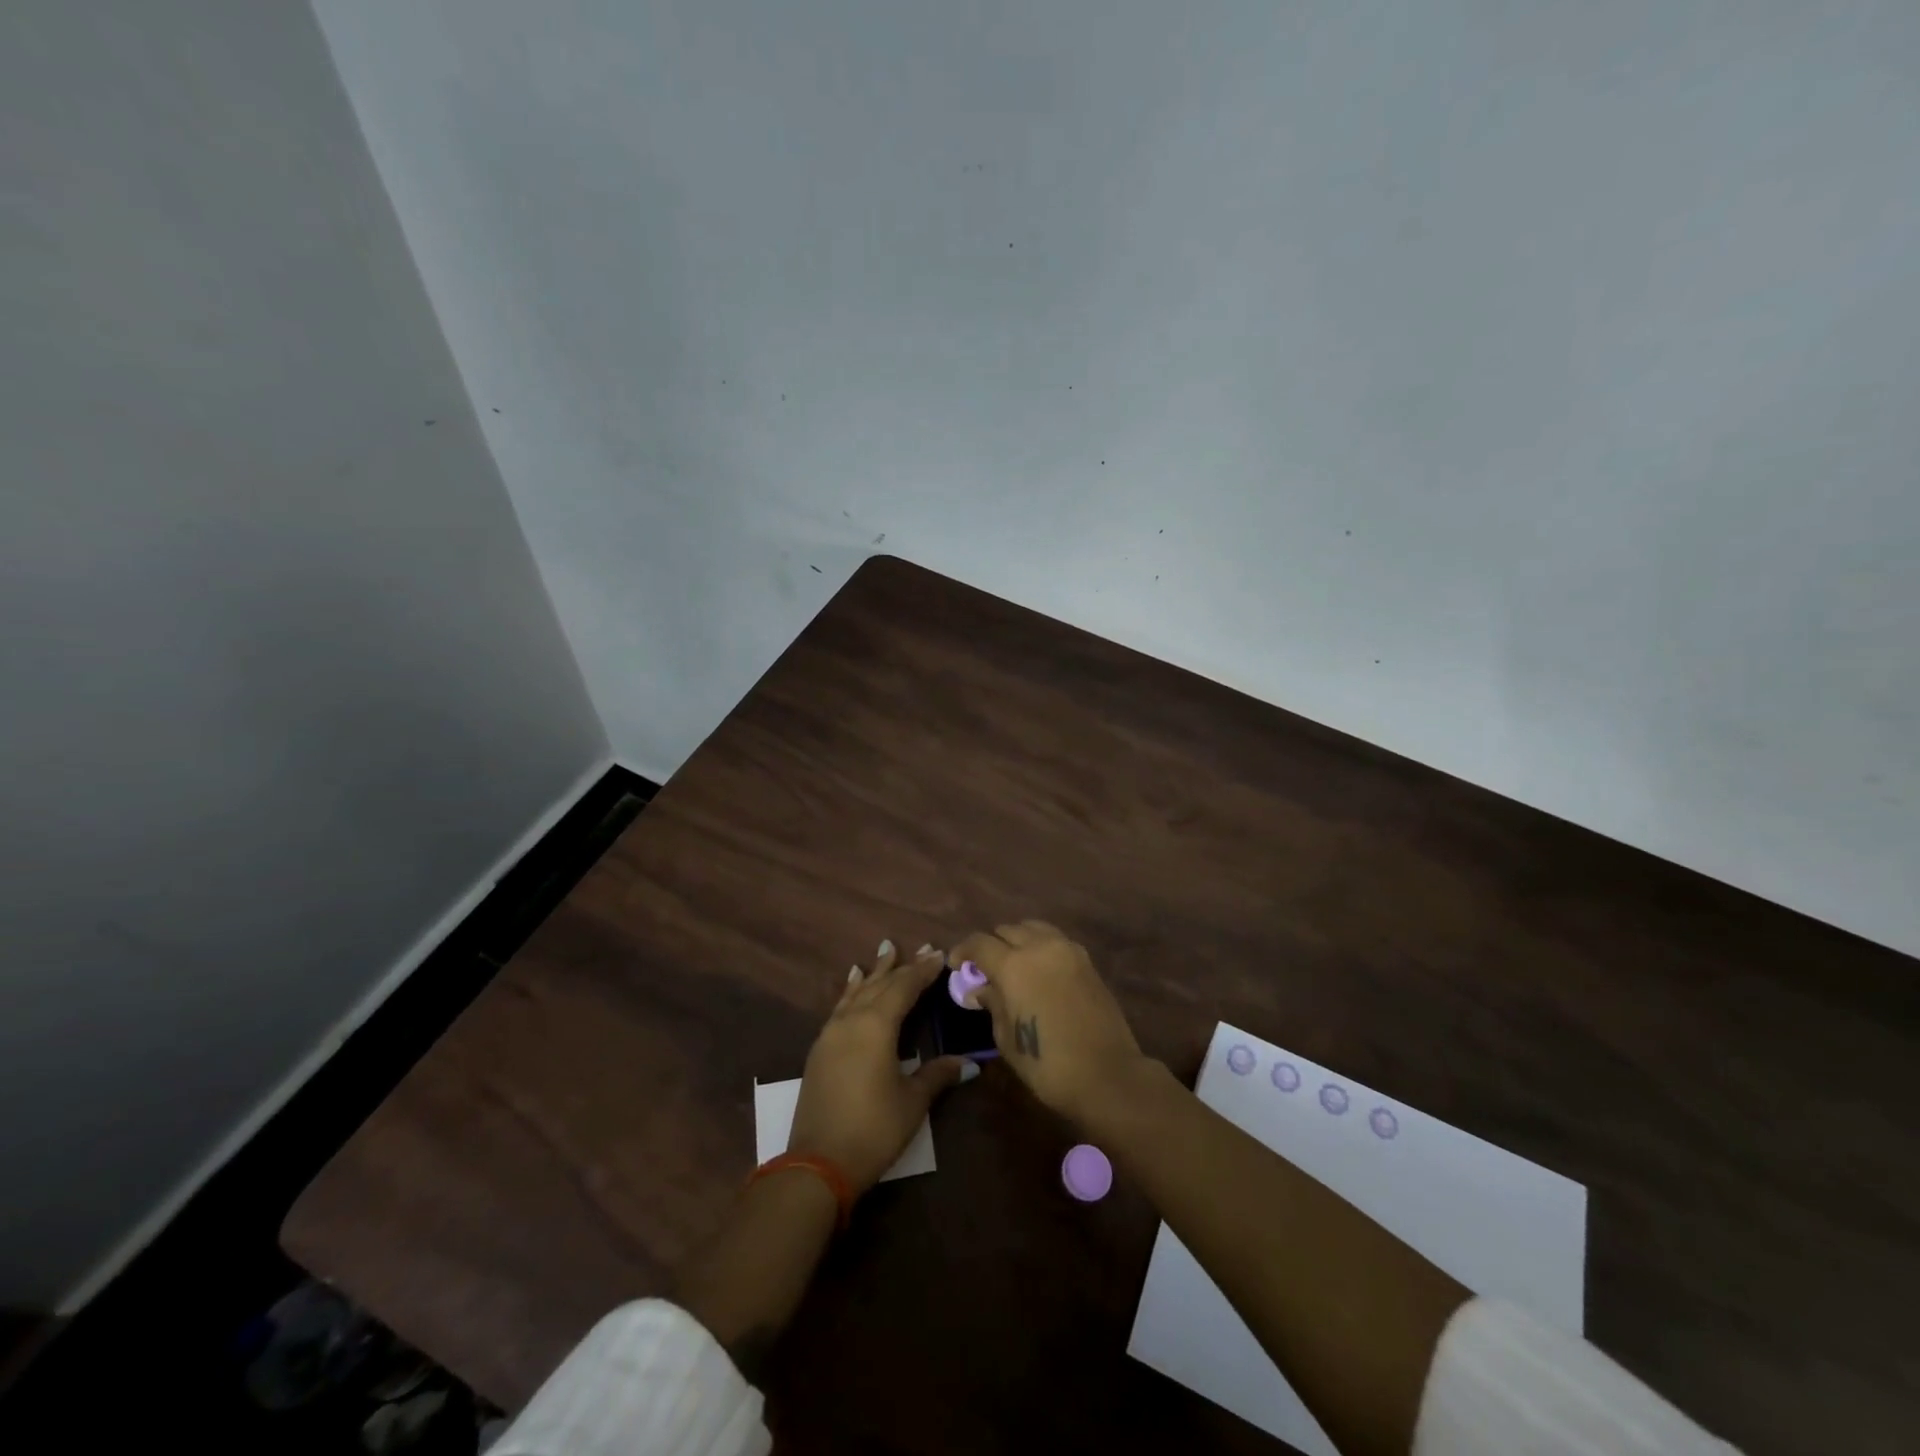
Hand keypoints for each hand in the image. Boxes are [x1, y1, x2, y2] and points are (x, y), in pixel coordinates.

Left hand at [788, 940, 971, 1192]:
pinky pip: (840, 1006)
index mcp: (877, 1026)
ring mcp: (831, 1033)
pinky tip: (853, 982)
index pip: (904, 987)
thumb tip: (969, 1062)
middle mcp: (852, 1020)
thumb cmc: (873, 1129)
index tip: (939, 953)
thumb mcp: (912, 1101)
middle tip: (922, 949)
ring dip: (875, 972)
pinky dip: (852, 990)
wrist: (818, 1163)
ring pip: (857, 991)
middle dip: (902, 966)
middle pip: (881, 984)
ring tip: (886, 950)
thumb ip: (937, 1074)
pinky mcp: (820, 1049)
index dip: (923, 970)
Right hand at [949, 921, 1147, 1127]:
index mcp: (1013, 964)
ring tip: (1013, 964)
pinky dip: (1041, 946)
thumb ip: (992, 1004)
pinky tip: (1038, 970)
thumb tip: (981, 989)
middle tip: (985, 969)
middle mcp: (1039, 947)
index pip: (979, 943)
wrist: (1107, 1074)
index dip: (963, 951)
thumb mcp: (1006, 1038)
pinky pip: (1055, 940)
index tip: (956, 965)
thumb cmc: (1047, 1063)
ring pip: (1033, 928)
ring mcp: (1067, 950)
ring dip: (1017, 940)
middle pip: (1007, 930)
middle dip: (991, 945)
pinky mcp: (1086, 960)